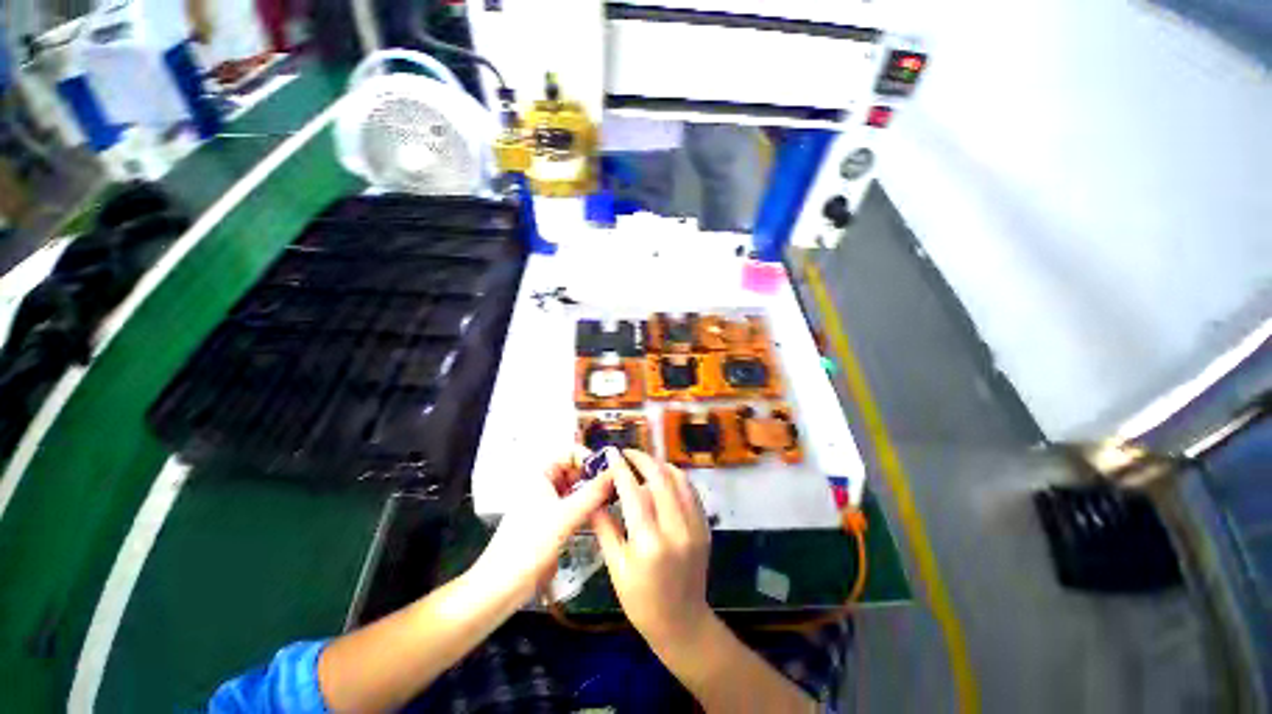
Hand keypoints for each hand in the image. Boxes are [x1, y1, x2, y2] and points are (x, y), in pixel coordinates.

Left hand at [471, 448, 614, 601]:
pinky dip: (587, 508)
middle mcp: (544, 485)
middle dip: (594, 476)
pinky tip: (600, 515)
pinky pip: (574, 507)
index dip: (590, 458)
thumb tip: (615, 472)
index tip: (610, 470)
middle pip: (575, 471)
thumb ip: (593, 493)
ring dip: (592, 493)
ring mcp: (548, 504)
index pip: (570, 453)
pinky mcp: (552, 523)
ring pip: (576, 490)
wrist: (502, 586)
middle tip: (615, 486)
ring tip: (612, 500)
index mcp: (541, 475)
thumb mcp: (565, 515)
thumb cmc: (527, 545)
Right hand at [591, 449, 713, 653]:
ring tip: (643, 462)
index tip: (611, 454)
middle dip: (641, 458)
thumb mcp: (616, 568)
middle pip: (659, 477)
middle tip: (627, 453)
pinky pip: (690, 490)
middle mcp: (675, 529)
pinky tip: (663, 476)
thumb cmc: (641, 601)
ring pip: (678, 478)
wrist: (683, 623)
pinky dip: (675, 477)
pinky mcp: (705, 526)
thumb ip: (604, 528)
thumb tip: (593, 497)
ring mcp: (695, 526)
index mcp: (649, 543)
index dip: (621, 469)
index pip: (633, 492)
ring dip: (659, 464)